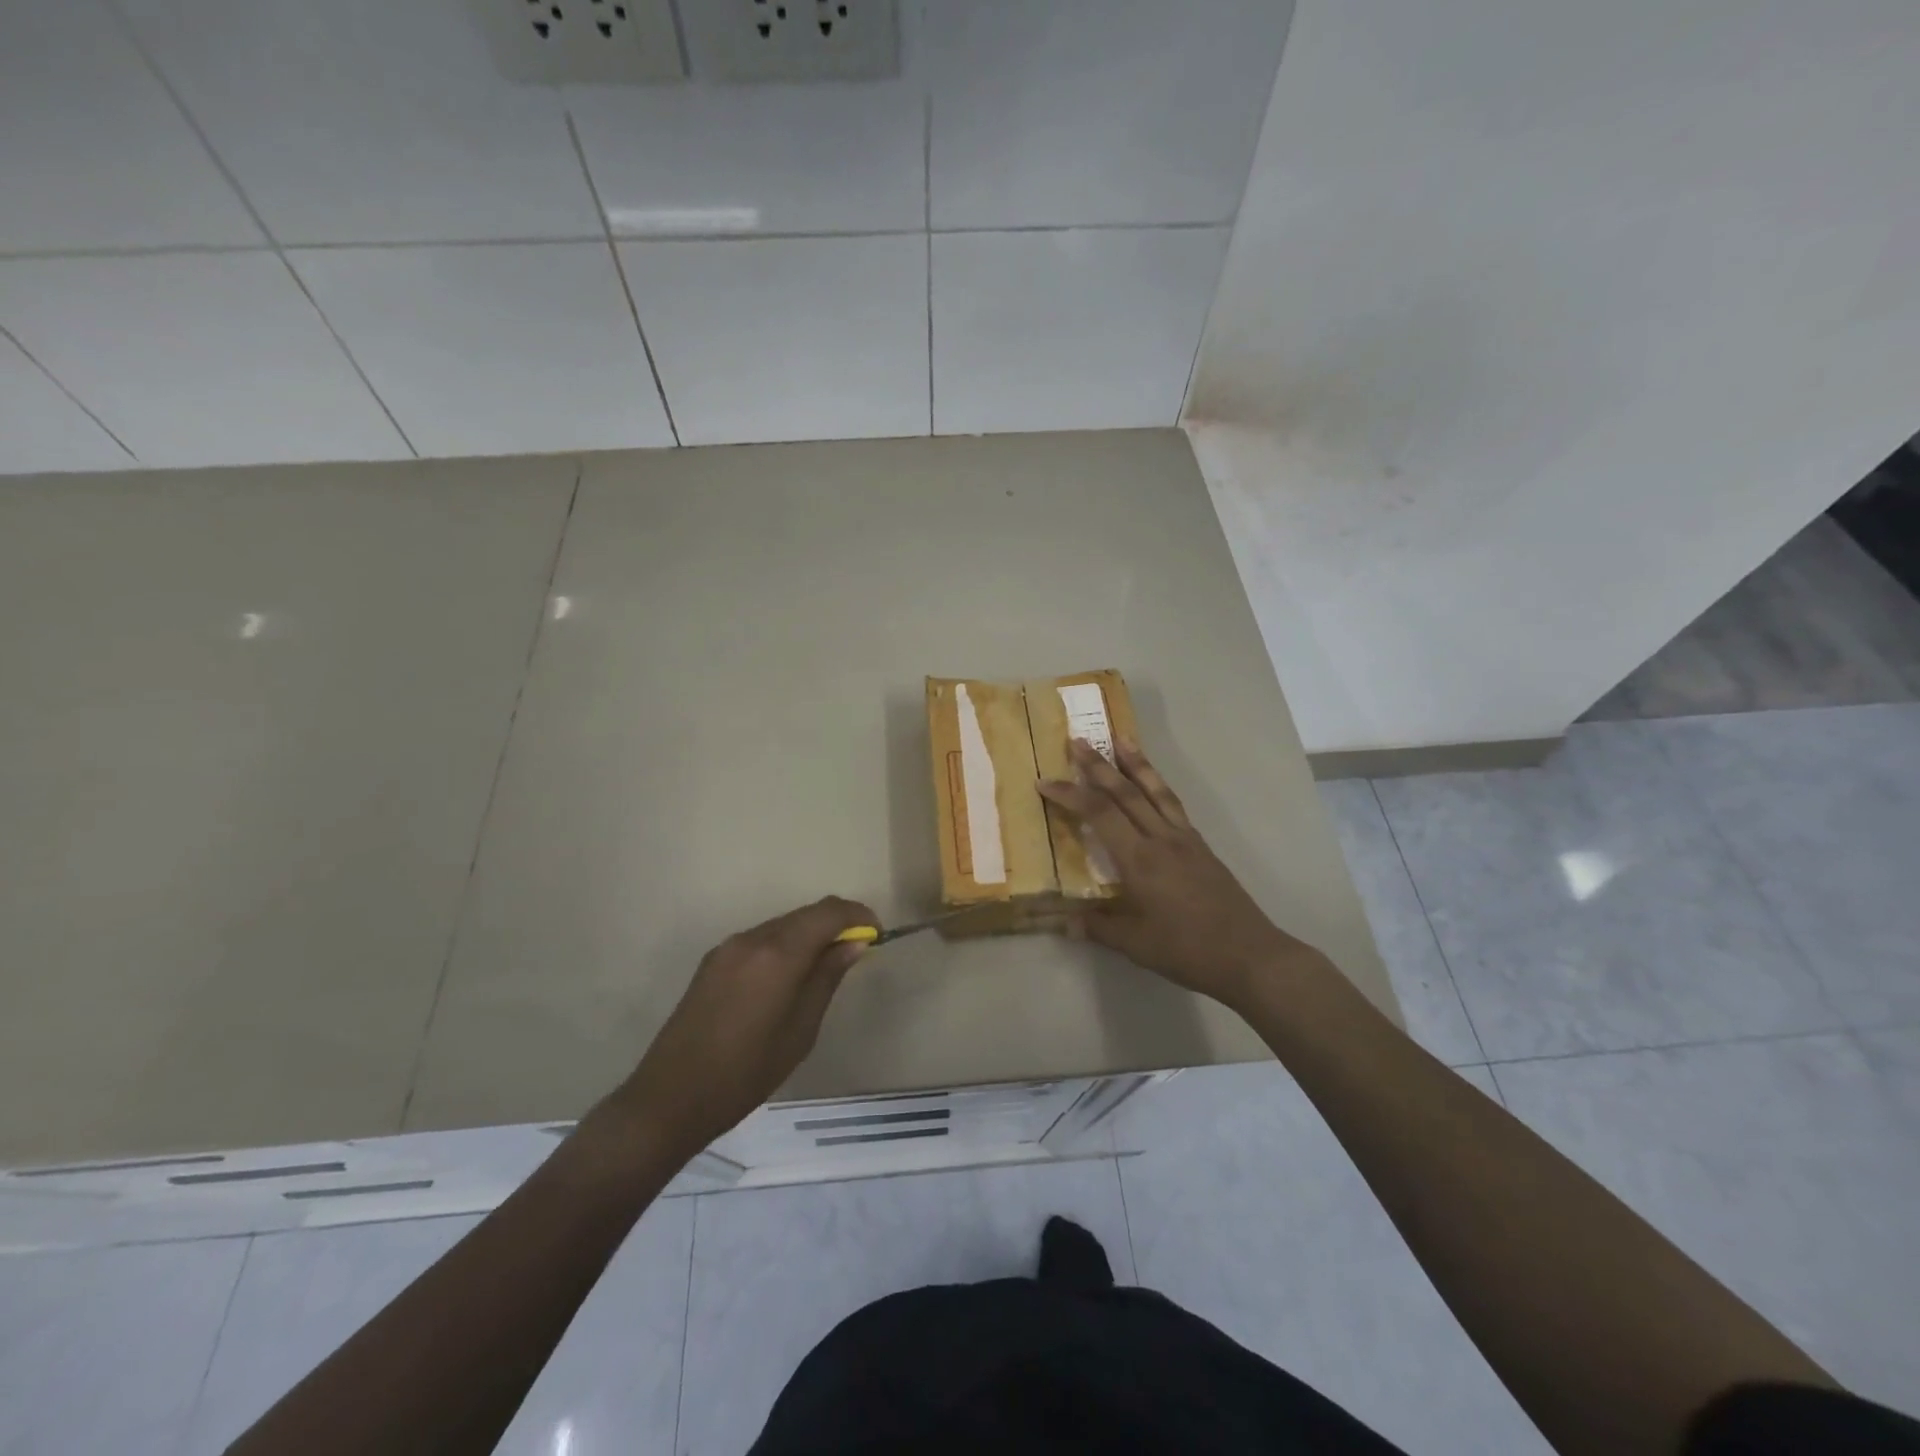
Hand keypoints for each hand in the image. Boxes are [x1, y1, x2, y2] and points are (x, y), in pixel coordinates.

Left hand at [613, 896, 874, 1157]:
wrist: (670, 1098)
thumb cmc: (746, 1073)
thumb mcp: (801, 1031)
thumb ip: (827, 978)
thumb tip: (854, 943)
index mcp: (777, 954)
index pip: (828, 912)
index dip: (857, 915)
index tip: (876, 935)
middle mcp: (752, 938)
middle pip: (805, 914)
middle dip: (835, 924)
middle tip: (856, 951)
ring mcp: (728, 947)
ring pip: (782, 925)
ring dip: (809, 935)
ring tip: (825, 968)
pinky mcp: (713, 961)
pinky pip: (761, 939)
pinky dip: (785, 945)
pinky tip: (789, 977)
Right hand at [1038, 739, 1315, 1007]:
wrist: (1249, 955)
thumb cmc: (1187, 950)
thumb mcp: (1135, 944)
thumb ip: (1098, 927)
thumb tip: (1064, 922)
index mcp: (1140, 860)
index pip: (1099, 815)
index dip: (1070, 795)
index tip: (1045, 782)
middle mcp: (1161, 839)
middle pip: (1126, 792)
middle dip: (1099, 765)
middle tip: (1077, 741)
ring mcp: (1185, 839)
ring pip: (1156, 791)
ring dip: (1135, 763)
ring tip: (1121, 738)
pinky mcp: (1200, 846)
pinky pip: (1173, 805)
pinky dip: (1158, 786)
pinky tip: (1153, 784)